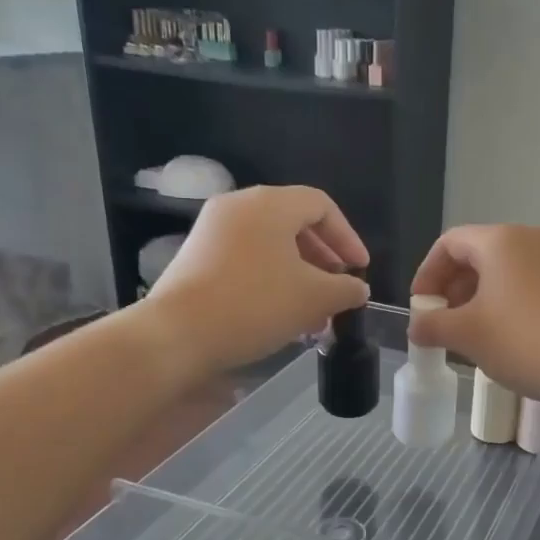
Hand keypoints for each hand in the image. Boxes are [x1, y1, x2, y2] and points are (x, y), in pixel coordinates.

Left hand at [145, 186, 369, 373]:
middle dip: (324, 259)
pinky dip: (272, 279)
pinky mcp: (198, 257)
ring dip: (300, 274)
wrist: (178, 335)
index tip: (360, 270)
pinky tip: (281, 314)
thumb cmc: (255, 305)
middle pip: (294, 223)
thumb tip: (357, 288)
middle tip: (339, 289)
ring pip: (271, 244)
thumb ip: (346, 289)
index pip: (321, 206)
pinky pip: (247, 258)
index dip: (348, 237)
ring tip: (314, 311)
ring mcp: (213, 231)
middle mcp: (239, 207)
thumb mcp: (314, 298)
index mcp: (269, 204)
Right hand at [409, 225, 539, 408]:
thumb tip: (417, 325)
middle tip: (450, 323)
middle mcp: (537, 237)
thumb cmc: (526, 343)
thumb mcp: (468, 337)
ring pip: (517, 271)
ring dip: (491, 297)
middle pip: (484, 254)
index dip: (428, 274)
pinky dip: (524, 303)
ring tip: (486, 334)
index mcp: (502, 241)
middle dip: (459, 287)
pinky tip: (527, 337)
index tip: (422, 307)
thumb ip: (433, 326)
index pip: (450, 243)